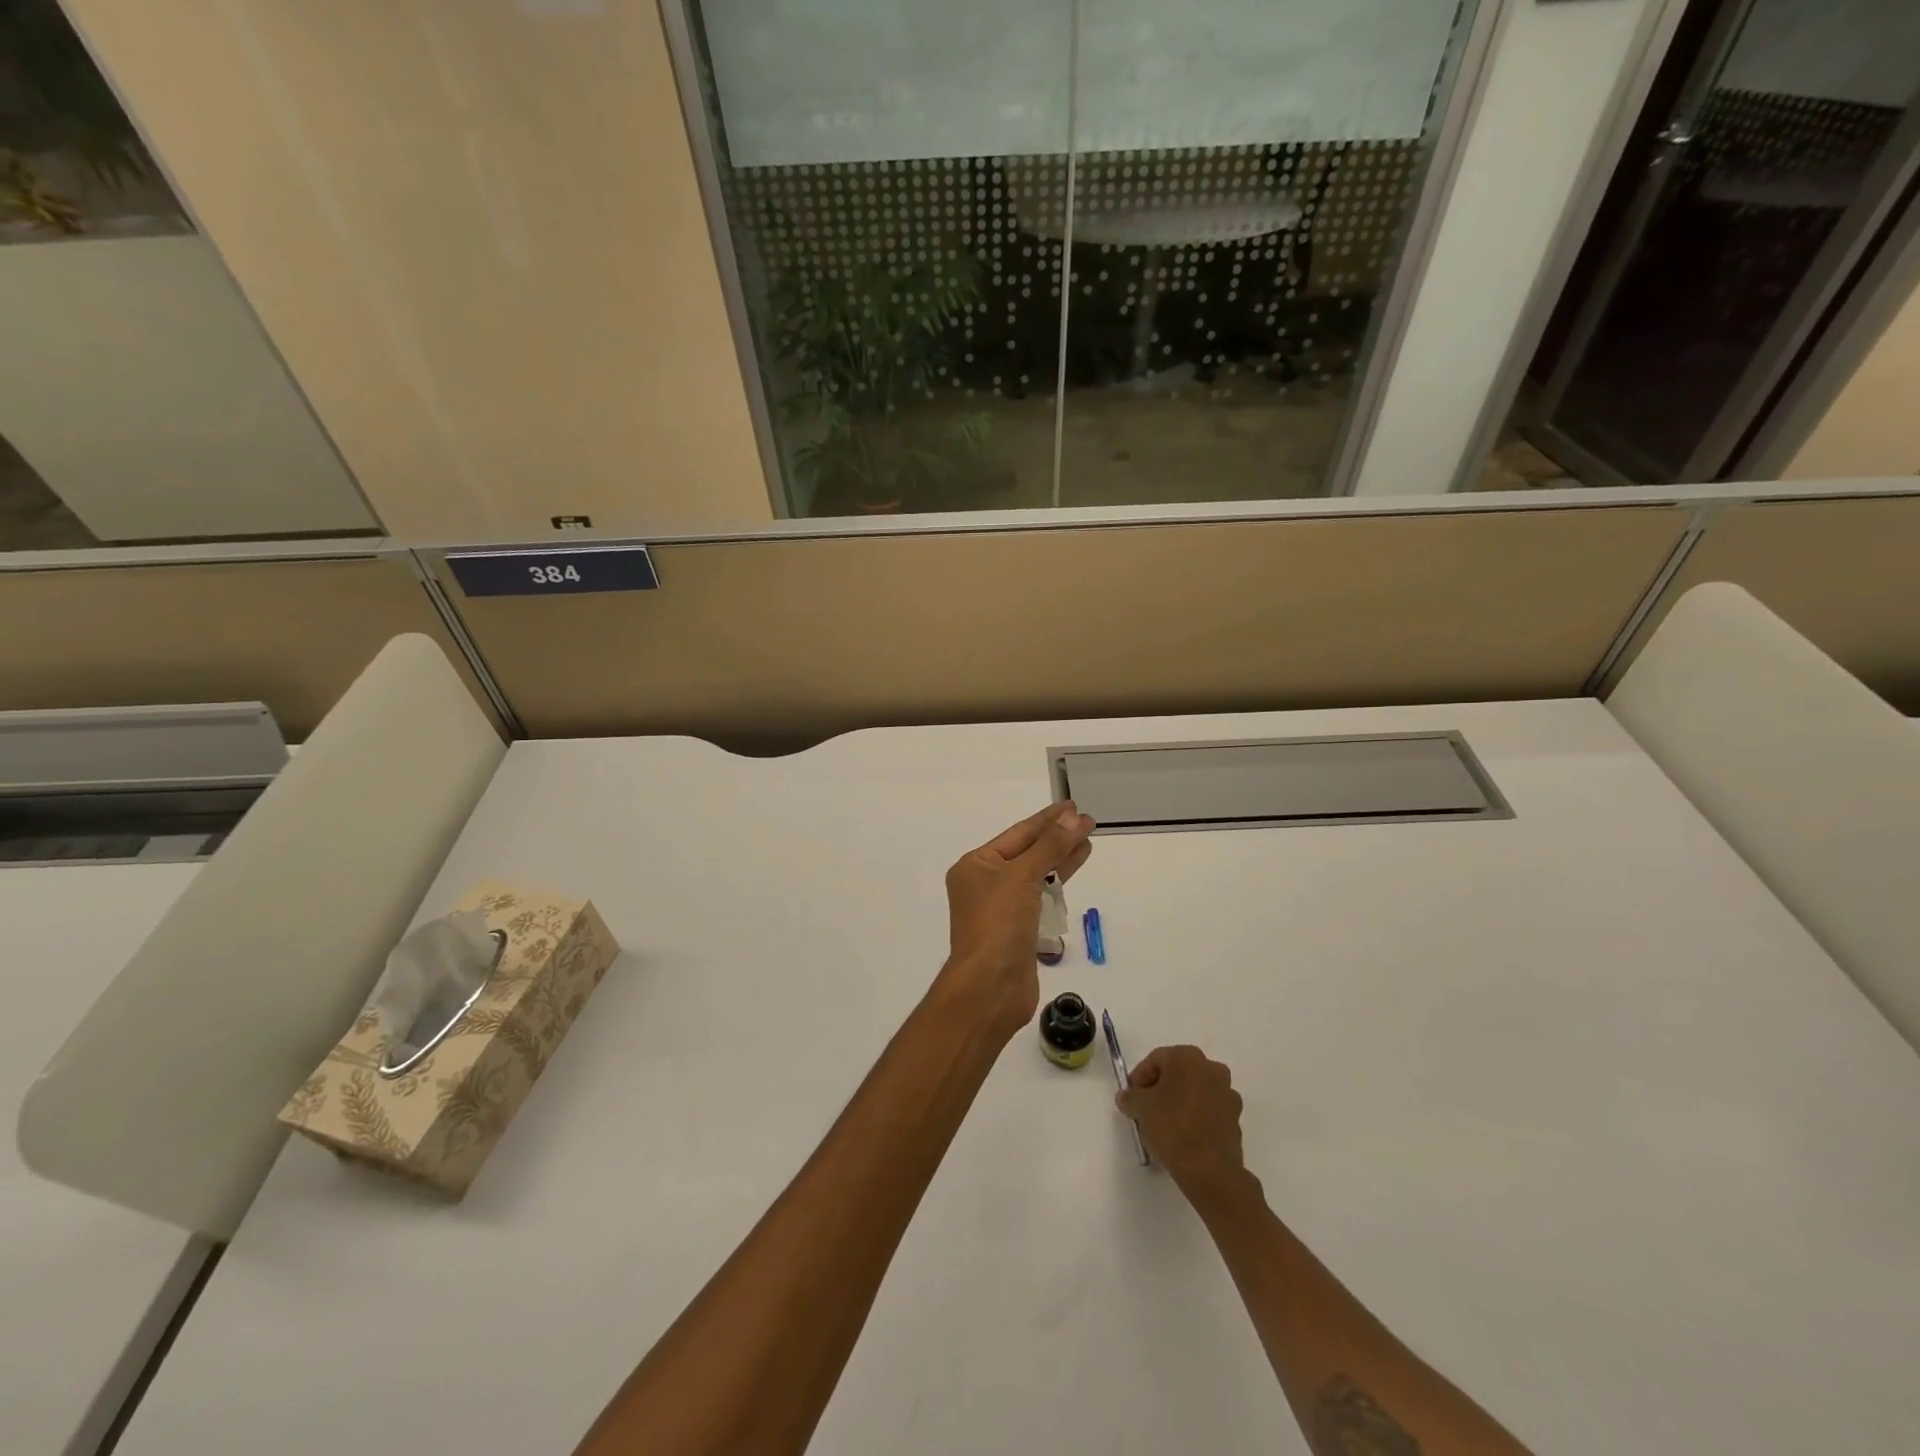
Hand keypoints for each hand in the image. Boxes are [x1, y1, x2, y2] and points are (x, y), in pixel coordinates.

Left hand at [937, 802, 1094, 1037]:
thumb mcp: (1023, 877)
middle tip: (1088, 822)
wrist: (989, 988)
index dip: (1047, 819)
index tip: (1074, 807)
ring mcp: (1001, 909)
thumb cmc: (998, 924)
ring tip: (1087, 843)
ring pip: (1035, 876)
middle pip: (1027, 852)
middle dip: (1057, 838)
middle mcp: (985, 884)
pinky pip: (1039, 900)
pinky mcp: (1017, 932)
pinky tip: (1073, 877)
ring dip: (1060, 861)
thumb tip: (1074, 818)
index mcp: (976, 865)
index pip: (1018, 834)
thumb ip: (1050, 847)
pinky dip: (1056, 888)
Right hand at [1116, 1046, 1245, 1195]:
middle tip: (1146, 1108)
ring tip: (1165, 1124)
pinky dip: (1196, 1117)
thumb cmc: (1172, 1127)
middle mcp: (1211, 1068)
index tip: (1131, 1098)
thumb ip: (1130, 1097)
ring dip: (1180, 1101)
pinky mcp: (1236, 1119)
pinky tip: (1184, 1135)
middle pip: (1177, 1073)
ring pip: (1195, 1091)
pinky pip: (1209, 1110)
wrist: (1210, 1170)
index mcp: (1187, 1057)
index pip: (1155, 1060)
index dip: (1139, 1078)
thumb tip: (1126, 1097)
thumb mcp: (1140, 1108)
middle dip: (1160, 1088)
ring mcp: (1228, 1093)